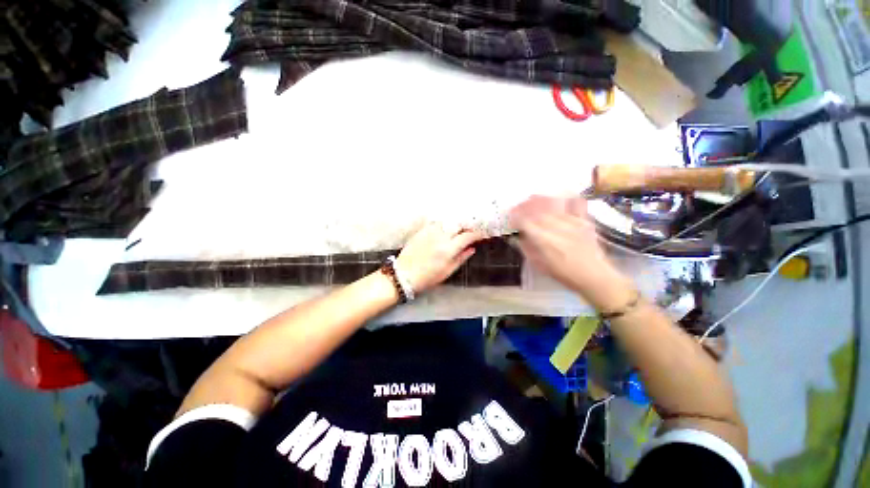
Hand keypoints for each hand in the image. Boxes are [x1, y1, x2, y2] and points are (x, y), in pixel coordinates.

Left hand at [396, 224, 485, 292]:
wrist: (404, 274)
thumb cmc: (428, 277)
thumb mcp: (447, 271)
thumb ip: (461, 258)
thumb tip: (472, 248)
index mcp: (448, 249)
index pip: (467, 236)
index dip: (476, 234)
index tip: (481, 235)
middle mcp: (440, 237)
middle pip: (458, 225)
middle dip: (466, 227)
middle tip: (470, 231)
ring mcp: (430, 232)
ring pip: (447, 222)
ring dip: (455, 224)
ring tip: (458, 229)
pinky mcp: (422, 231)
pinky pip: (436, 223)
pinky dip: (443, 224)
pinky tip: (444, 229)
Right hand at [509, 196, 634, 311]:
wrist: (595, 276)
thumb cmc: (565, 274)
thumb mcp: (540, 266)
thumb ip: (528, 249)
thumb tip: (520, 237)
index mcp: (544, 241)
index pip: (525, 222)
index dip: (515, 217)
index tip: (510, 216)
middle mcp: (557, 228)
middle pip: (537, 211)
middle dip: (525, 206)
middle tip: (518, 206)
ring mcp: (572, 222)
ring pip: (553, 204)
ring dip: (540, 200)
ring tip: (532, 197)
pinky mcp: (584, 221)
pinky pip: (575, 203)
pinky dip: (566, 197)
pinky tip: (559, 195)